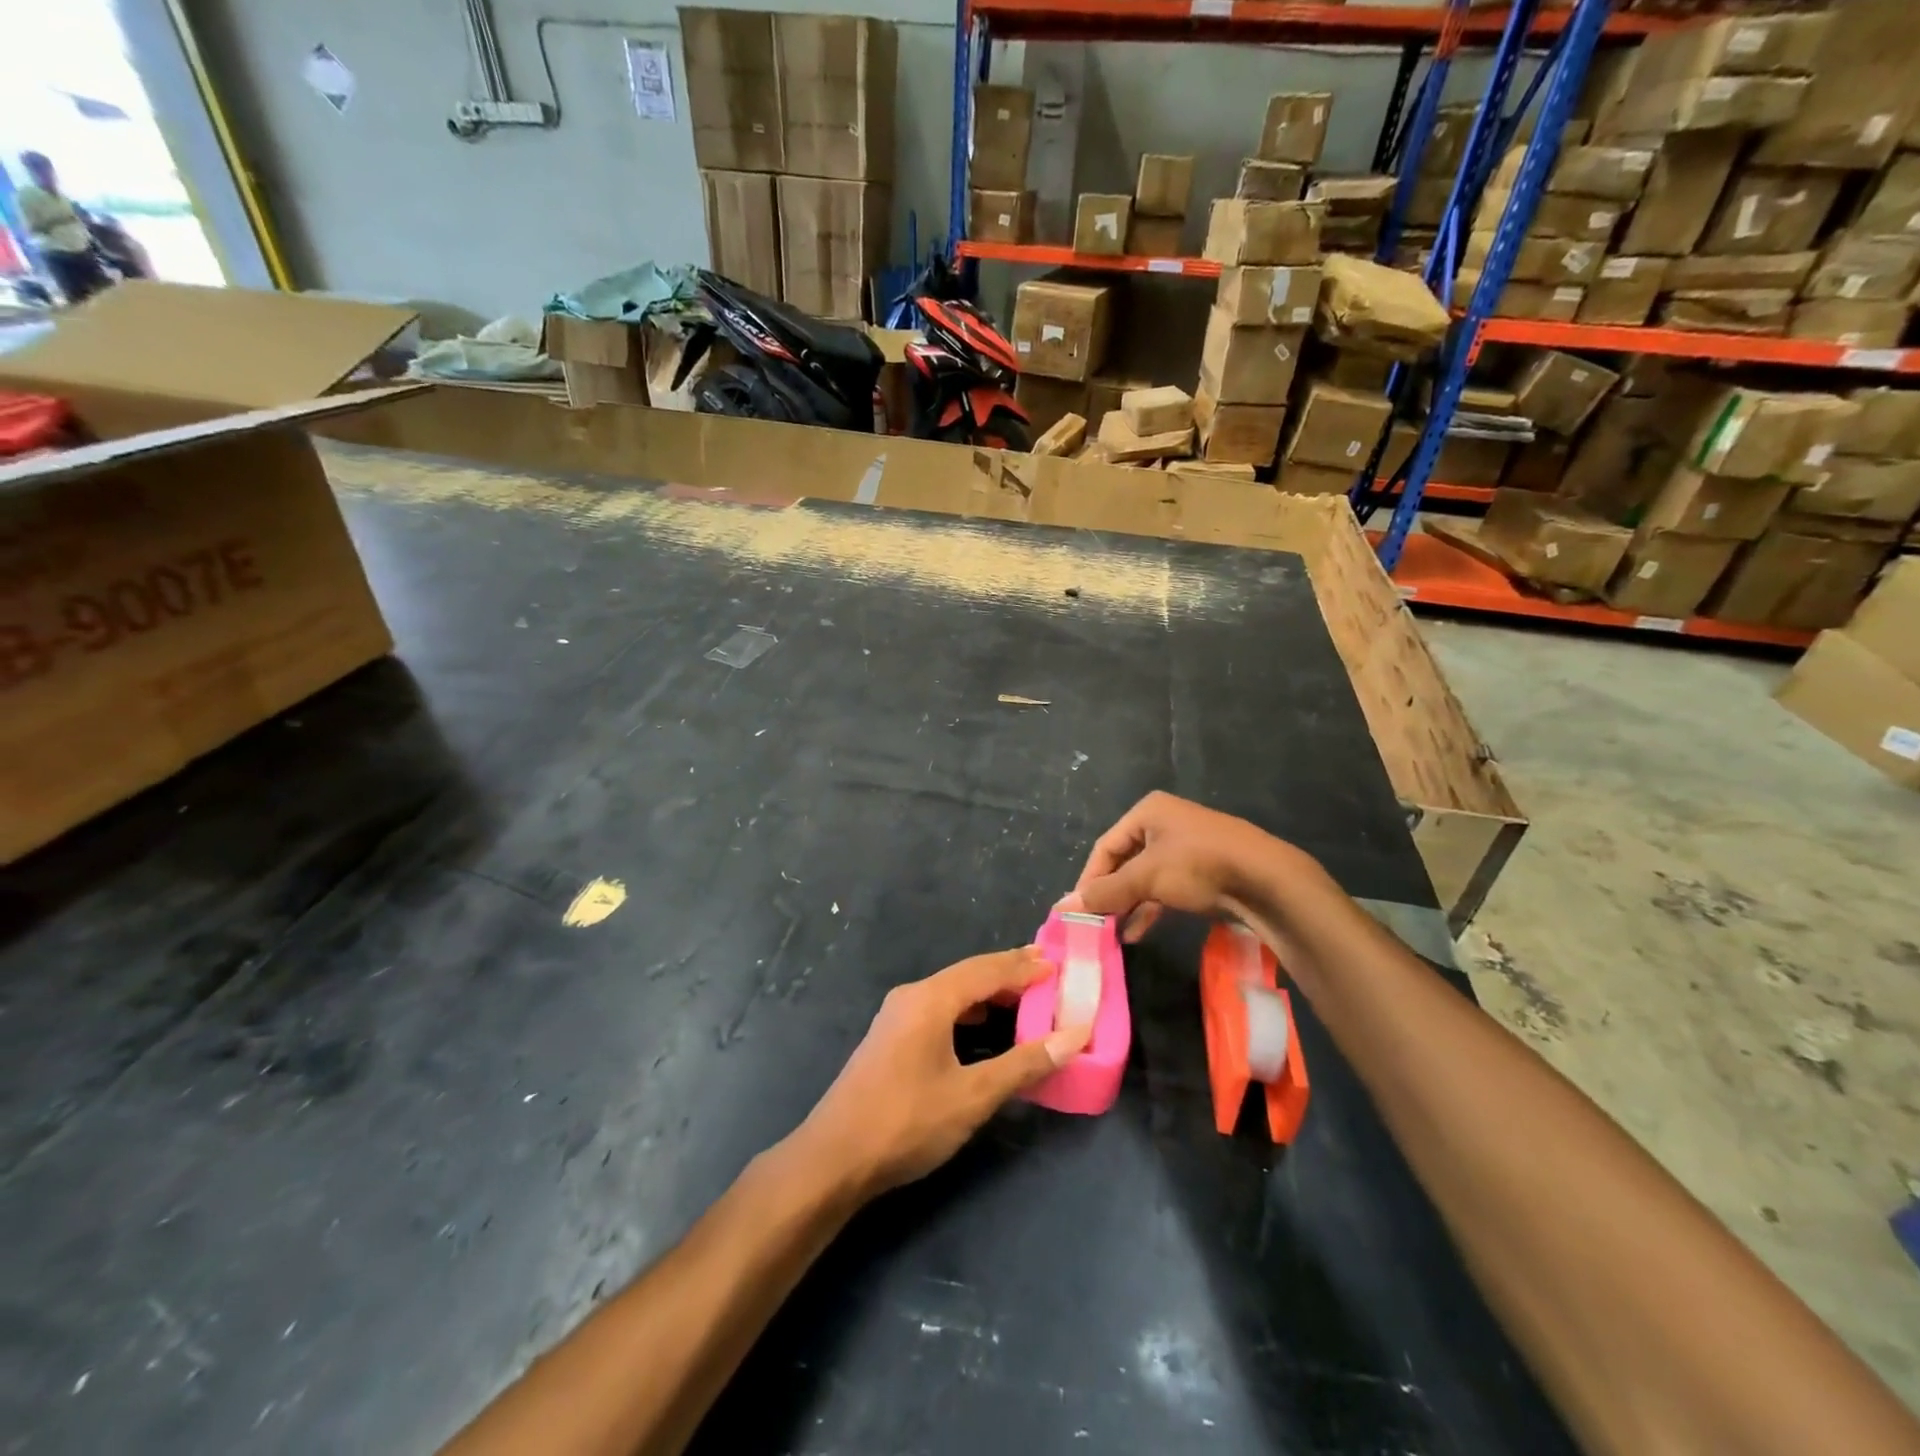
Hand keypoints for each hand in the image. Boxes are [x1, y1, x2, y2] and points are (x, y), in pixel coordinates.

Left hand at [797, 948, 1091, 1199]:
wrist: (834, 1158)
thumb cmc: (907, 1122)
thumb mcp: (973, 1096)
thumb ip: (1024, 1064)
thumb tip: (1073, 1036)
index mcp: (930, 999)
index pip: (987, 970)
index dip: (1024, 967)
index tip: (1059, 965)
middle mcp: (912, 996)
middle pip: (968, 974)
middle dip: (1008, 973)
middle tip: (1048, 973)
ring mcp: (897, 1016)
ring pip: (952, 991)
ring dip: (988, 992)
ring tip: (1024, 996)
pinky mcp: (891, 1037)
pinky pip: (939, 1008)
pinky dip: (968, 1010)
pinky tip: (983, 1026)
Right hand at [1066, 791, 1284, 941]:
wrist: (1267, 880)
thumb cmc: (1198, 866)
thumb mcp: (1146, 877)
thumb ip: (1105, 892)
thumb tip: (1062, 906)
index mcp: (1148, 811)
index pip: (1105, 847)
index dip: (1089, 879)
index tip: (1078, 910)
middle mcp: (1165, 823)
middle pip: (1125, 861)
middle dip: (1110, 893)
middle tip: (1096, 922)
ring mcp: (1187, 846)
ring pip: (1146, 877)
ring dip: (1129, 904)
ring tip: (1114, 931)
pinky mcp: (1205, 870)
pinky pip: (1167, 887)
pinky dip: (1151, 907)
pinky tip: (1138, 931)